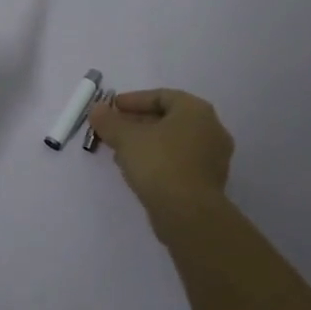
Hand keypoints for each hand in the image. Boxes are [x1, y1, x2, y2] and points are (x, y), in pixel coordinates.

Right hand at [86, 88, 233, 216]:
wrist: (188, 214)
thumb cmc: (159, 164)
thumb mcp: (126, 138)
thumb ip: (109, 121)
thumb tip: (97, 110)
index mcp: (196, 110)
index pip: (161, 96)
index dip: (133, 100)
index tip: (111, 108)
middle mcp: (211, 129)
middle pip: (168, 119)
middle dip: (137, 123)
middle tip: (113, 129)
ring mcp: (213, 157)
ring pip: (173, 142)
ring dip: (146, 143)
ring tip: (120, 151)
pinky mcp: (209, 181)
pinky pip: (180, 161)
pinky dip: (159, 160)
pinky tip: (138, 170)